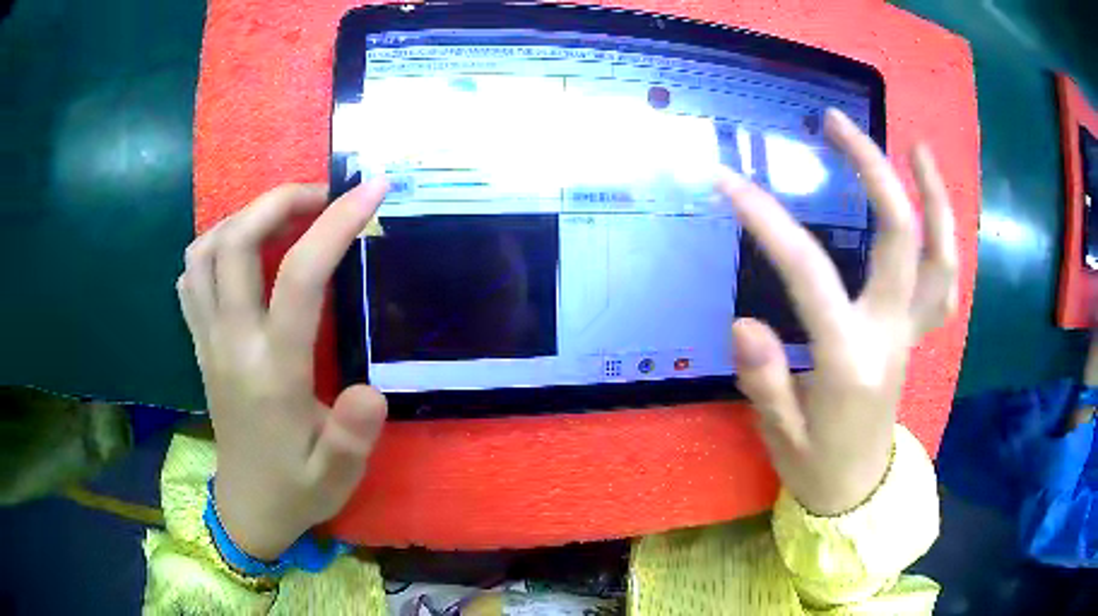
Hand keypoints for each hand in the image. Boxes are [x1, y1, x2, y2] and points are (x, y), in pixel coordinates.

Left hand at [177, 180, 389, 558]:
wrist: (247, 508)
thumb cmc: (297, 489)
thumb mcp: (337, 476)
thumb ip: (352, 437)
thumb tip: (371, 392)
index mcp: (271, 372)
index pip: (298, 277)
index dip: (335, 224)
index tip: (371, 190)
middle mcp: (231, 343)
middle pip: (236, 241)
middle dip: (280, 200)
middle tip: (322, 197)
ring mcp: (207, 340)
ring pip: (204, 250)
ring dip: (244, 217)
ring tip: (282, 219)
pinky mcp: (198, 344)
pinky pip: (192, 276)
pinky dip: (215, 246)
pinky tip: (242, 254)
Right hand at [718, 109, 958, 514]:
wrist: (858, 488)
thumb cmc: (815, 464)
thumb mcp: (779, 433)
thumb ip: (765, 378)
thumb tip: (744, 322)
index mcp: (849, 361)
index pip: (810, 275)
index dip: (769, 221)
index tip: (730, 182)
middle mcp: (890, 336)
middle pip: (898, 238)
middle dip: (872, 171)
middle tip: (837, 124)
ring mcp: (911, 332)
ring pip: (941, 257)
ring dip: (935, 198)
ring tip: (918, 148)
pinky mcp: (916, 334)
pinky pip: (944, 282)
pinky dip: (945, 240)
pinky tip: (932, 208)